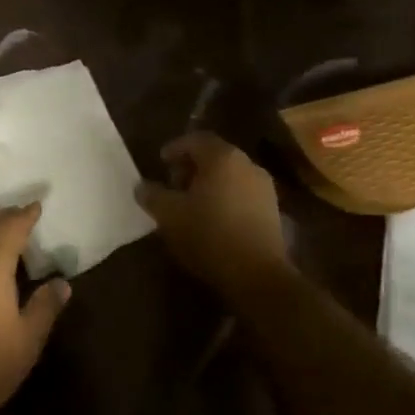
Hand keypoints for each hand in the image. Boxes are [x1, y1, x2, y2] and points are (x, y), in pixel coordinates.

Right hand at [135, 132, 290, 292]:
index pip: (196, 140)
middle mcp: (248, 165)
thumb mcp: (169, 215)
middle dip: (191, 167)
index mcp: (223, 158)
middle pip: (215, 156)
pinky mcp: (273, 212)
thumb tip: (141, 187)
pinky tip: (212, 220)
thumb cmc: (209, 234)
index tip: (160, 161)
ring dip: (209, 184)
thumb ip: (152, 196)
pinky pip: (242, 194)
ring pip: (230, 176)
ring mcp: (264, 188)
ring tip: (190, 205)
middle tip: (173, 184)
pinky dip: (224, 198)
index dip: (175, 148)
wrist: (256, 274)